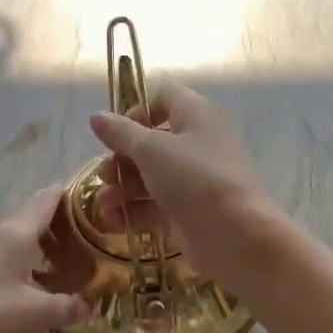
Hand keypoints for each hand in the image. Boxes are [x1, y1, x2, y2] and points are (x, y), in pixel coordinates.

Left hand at [0, 187, 90, 332]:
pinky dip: (15, 260)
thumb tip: (89, 304)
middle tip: (77, 231)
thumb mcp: (42, 315)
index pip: (42, 203)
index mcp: (14, 236)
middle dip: (51, 221)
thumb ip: (70, 305)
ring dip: (32, 243)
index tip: (79, 190)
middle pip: (25, 218)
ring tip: (55, 258)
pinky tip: (24, 281)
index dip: (61, 194)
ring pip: (9, 238)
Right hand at [88, 83, 278, 283]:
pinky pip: (156, 205)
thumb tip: (96, 116)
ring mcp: (195, 180)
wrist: (236, 235)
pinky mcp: (190, 212)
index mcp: (195, 115)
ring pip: (151, 177)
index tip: (116, 132)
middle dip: (122, 157)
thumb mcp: (151, 150)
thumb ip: (121, 134)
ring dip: (123, 187)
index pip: (164, 97)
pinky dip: (134, 211)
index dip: (137, 111)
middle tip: (104, 174)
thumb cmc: (194, 178)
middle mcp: (197, 143)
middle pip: (152, 142)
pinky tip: (113, 221)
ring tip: (103, 203)